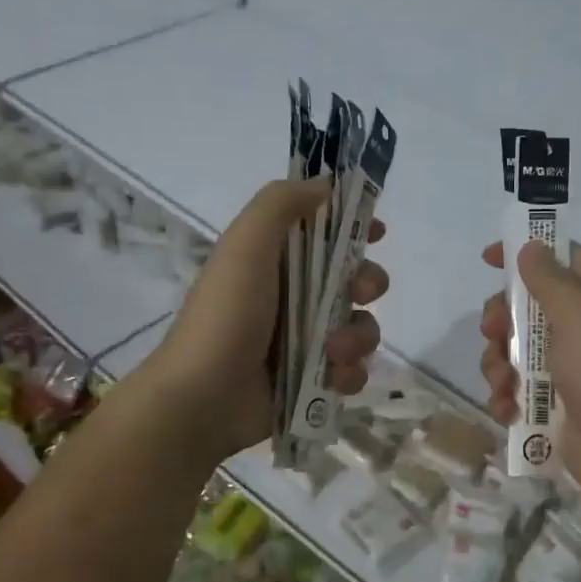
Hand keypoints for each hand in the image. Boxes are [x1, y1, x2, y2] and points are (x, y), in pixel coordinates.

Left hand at [144, 179, 385, 461]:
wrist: (203, 398)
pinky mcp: (312, 381)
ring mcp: (305, 342)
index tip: (377, 229)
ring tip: (334, 352)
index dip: (353, 227)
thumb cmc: (226, 315)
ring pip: (360, 327)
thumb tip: (326, 184)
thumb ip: (282, 204)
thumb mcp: (246, 245)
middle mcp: (294, 297)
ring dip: (358, 337)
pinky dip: (349, 374)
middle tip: (360, 292)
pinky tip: (332, 379)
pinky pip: (352, 370)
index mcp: (275, 261)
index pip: (323, 234)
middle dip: (368, 283)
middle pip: (354, 279)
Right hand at [479, 238, 580, 522]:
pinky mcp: (563, 404)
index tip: (487, 260)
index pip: (564, 258)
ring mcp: (577, 368)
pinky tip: (507, 410)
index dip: (526, 254)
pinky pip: (524, 389)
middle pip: (532, 306)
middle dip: (503, 320)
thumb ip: (550, 280)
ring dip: (500, 364)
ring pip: (521, 350)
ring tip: (503, 385)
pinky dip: (510, 397)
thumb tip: (531, 247)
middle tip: (492, 334)